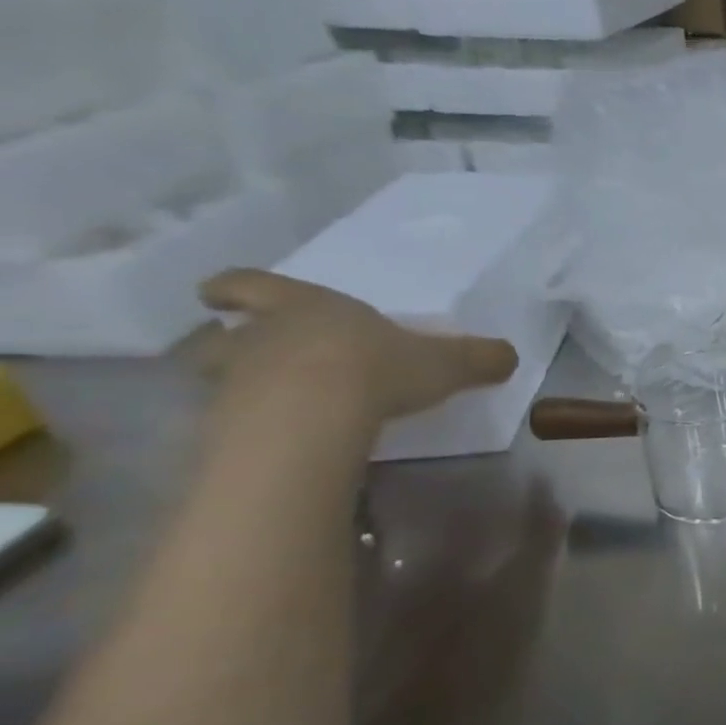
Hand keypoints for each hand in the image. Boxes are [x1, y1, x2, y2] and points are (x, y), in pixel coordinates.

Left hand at [198, 270, 518, 426]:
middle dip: (229, 341)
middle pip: (219, 333)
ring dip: (236, 385)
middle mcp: (260, 336)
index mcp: (306, 306)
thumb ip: (475, 358)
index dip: (238, 289)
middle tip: (247, 354)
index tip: (219, 295)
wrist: (314, 416)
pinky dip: (245, 427)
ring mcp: (234, 381)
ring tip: (264, 403)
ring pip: (216, 377)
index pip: (251, 284)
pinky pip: (229, 421)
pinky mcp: (224, 424)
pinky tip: (275, 440)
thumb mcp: (443, 362)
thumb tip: (509, 356)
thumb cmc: (377, 368)